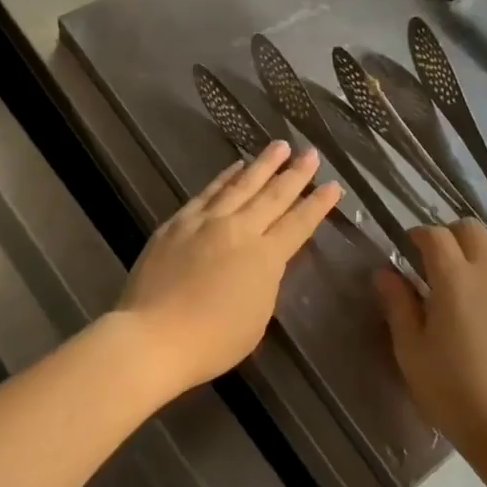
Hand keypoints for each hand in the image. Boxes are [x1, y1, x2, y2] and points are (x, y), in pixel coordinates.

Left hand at [116, 141, 340, 394]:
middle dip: (295, 173)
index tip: (333, 185)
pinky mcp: (178, 222)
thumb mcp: (256, 317)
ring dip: (263, 164)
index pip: (298, 224)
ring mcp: (205, 221)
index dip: (318, 205)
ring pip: (241, 184)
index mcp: (264, 257)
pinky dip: (225, 177)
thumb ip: (265, 281)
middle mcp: (238, 230)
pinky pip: (208, 192)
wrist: (153, 335)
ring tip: (279, 145)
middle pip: (273, 196)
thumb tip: (264, 259)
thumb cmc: (212, 340)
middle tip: (311, 153)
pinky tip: (235, 166)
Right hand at [375, 221, 486, 461]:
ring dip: (470, 245)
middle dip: (447, 232)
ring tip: (450, 271)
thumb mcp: (410, 349)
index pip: (435, 235)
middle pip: (471, 228)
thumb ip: (397, 304)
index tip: (402, 248)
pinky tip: (472, 295)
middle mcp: (486, 275)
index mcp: (454, 279)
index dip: (416, 234)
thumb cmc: (451, 390)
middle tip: (426, 256)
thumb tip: (385, 273)